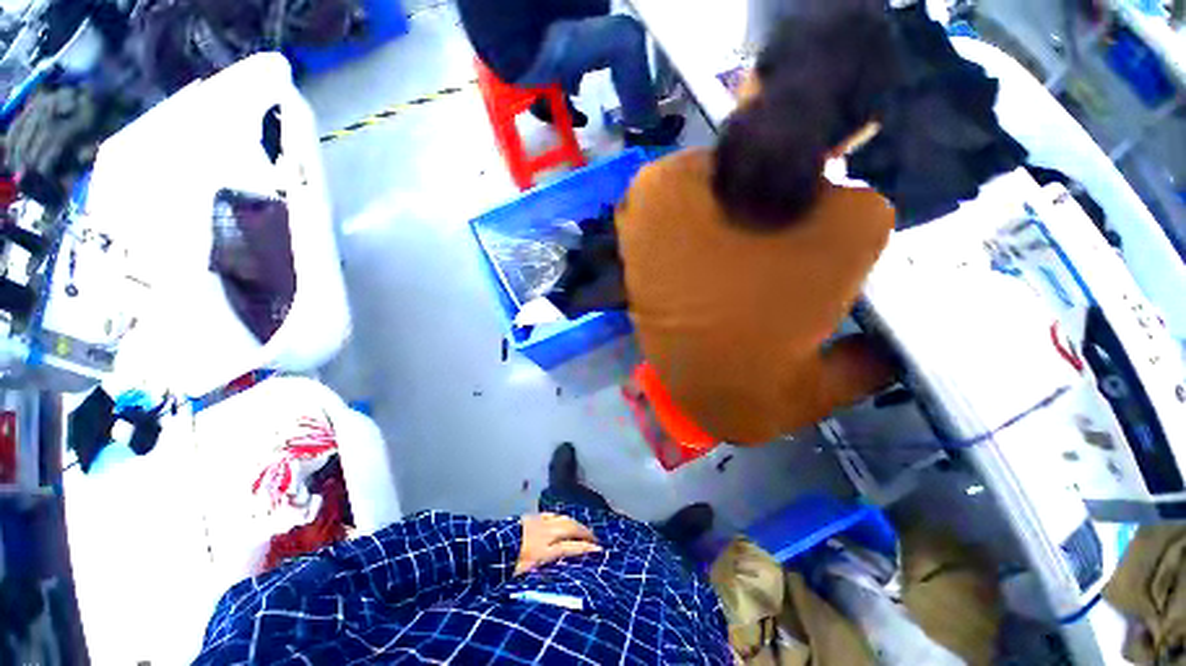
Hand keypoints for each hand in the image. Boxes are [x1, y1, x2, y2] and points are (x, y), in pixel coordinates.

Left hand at [516, 513, 601, 575]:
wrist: (492, 543)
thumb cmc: (508, 565)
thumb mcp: (525, 576)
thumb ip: (543, 572)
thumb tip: (559, 576)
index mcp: (544, 551)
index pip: (571, 548)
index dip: (586, 549)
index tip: (599, 551)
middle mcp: (547, 533)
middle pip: (571, 529)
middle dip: (586, 533)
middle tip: (596, 539)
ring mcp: (541, 522)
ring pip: (564, 519)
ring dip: (577, 524)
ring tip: (585, 530)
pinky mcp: (535, 516)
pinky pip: (554, 515)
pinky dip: (564, 518)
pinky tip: (566, 520)